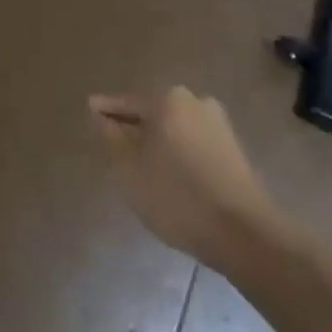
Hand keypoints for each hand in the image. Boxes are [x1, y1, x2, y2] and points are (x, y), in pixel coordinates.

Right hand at [90, 87, 279, 267]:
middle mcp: (194, 101)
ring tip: (139, 165)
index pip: (126, 102)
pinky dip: (176, 152)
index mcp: (167, 99)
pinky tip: (169, 175)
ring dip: (156, 141)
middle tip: (112, 146)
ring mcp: (217, 123)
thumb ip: (109, 136)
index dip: (105, 111)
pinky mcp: (232, 147)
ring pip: (173, 128)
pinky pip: (192, 142)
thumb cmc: (175, 196)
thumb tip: (99, 113)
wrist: (242, 232)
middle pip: (152, 112)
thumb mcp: (127, 168)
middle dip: (132, 127)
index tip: (89, 113)